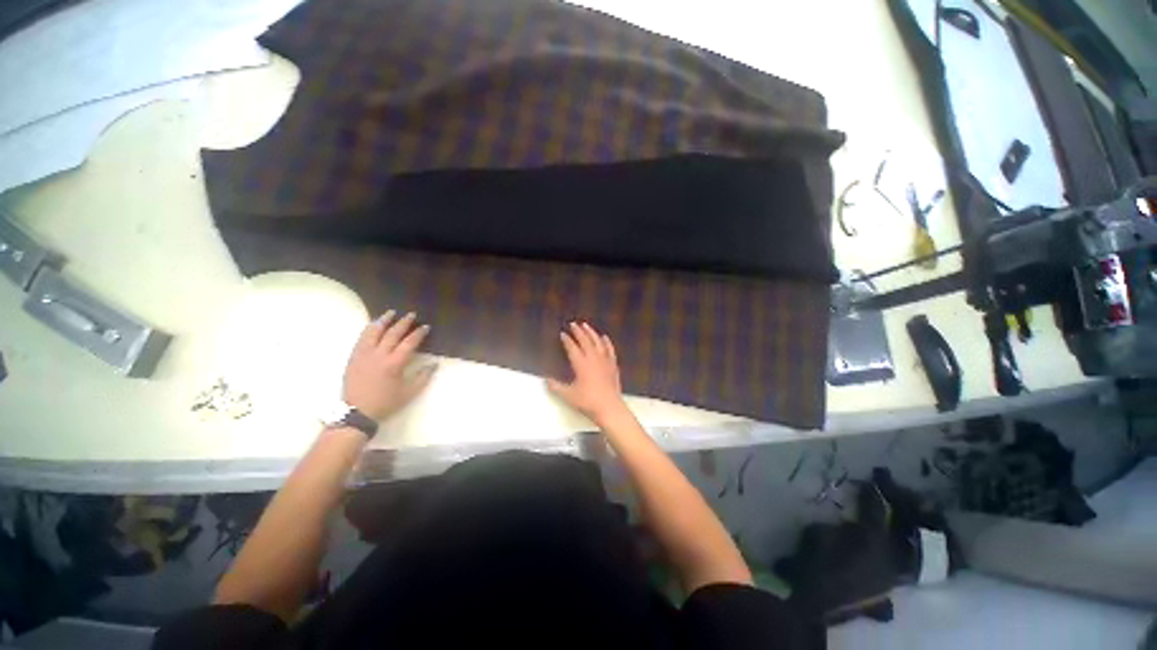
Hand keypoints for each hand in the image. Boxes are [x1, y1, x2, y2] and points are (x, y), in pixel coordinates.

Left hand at [343, 311, 436, 420]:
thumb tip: (434, 364)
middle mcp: (379, 355)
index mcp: (394, 363)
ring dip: (383, 321)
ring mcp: (364, 355)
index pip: (409, 343)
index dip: (419, 333)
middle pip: (392, 333)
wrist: (356, 412)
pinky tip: (373, 325)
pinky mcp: (353, 357)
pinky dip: (369, 329)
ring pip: (374, 332)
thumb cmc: (385, 402)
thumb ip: (423, 377)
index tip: (425, 327)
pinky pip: (361, 338)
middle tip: (411, 314)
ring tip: (390, 313)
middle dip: (403, 323)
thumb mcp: (409, 393)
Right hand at [547, 322, 627, 423]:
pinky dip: (606, 342)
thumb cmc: (588, 401)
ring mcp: (605, 361)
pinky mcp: (613, 365)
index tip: (563, 334)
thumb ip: (556, 387)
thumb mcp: (568, 395)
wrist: (609, 408)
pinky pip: (610, 350)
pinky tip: (604, 337)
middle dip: (578, 331)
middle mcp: (593, 358)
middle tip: (573, 324)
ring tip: (586, 325)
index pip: (572, 348)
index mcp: (581, 364)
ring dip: (591, 333)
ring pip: (598, 342)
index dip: (567, 340)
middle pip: (585, 341)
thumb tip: (546, 380)